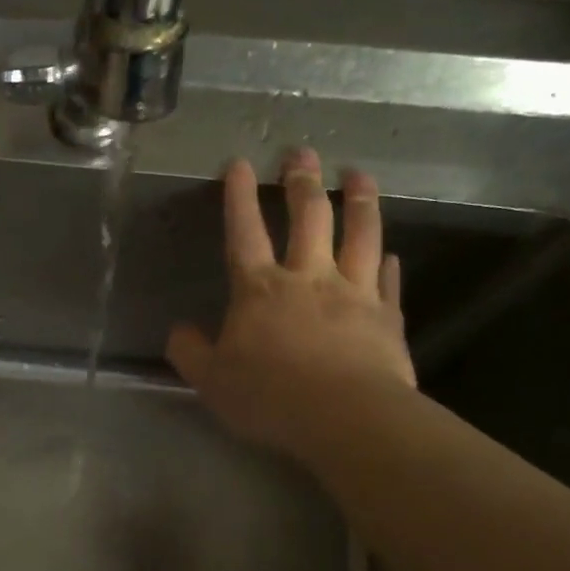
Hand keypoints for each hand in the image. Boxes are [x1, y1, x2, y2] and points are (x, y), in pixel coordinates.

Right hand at [167, 151, 412, 456]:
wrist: (346, 417)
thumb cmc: (270, 396)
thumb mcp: (210, 380)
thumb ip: (191, 352)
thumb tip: (179, 331)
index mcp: (260, 290)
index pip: (244, 232)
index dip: (239, 196)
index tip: (240, 163)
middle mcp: (308, 278)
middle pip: (308, 218)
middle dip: (303, 182)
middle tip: (303, 152)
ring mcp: (353, 293)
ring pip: (359, 235)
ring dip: (360, 201)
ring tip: (359, 174)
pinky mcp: (387, 317)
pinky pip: (387, 280)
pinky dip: (386, 262)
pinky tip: (390, 252)